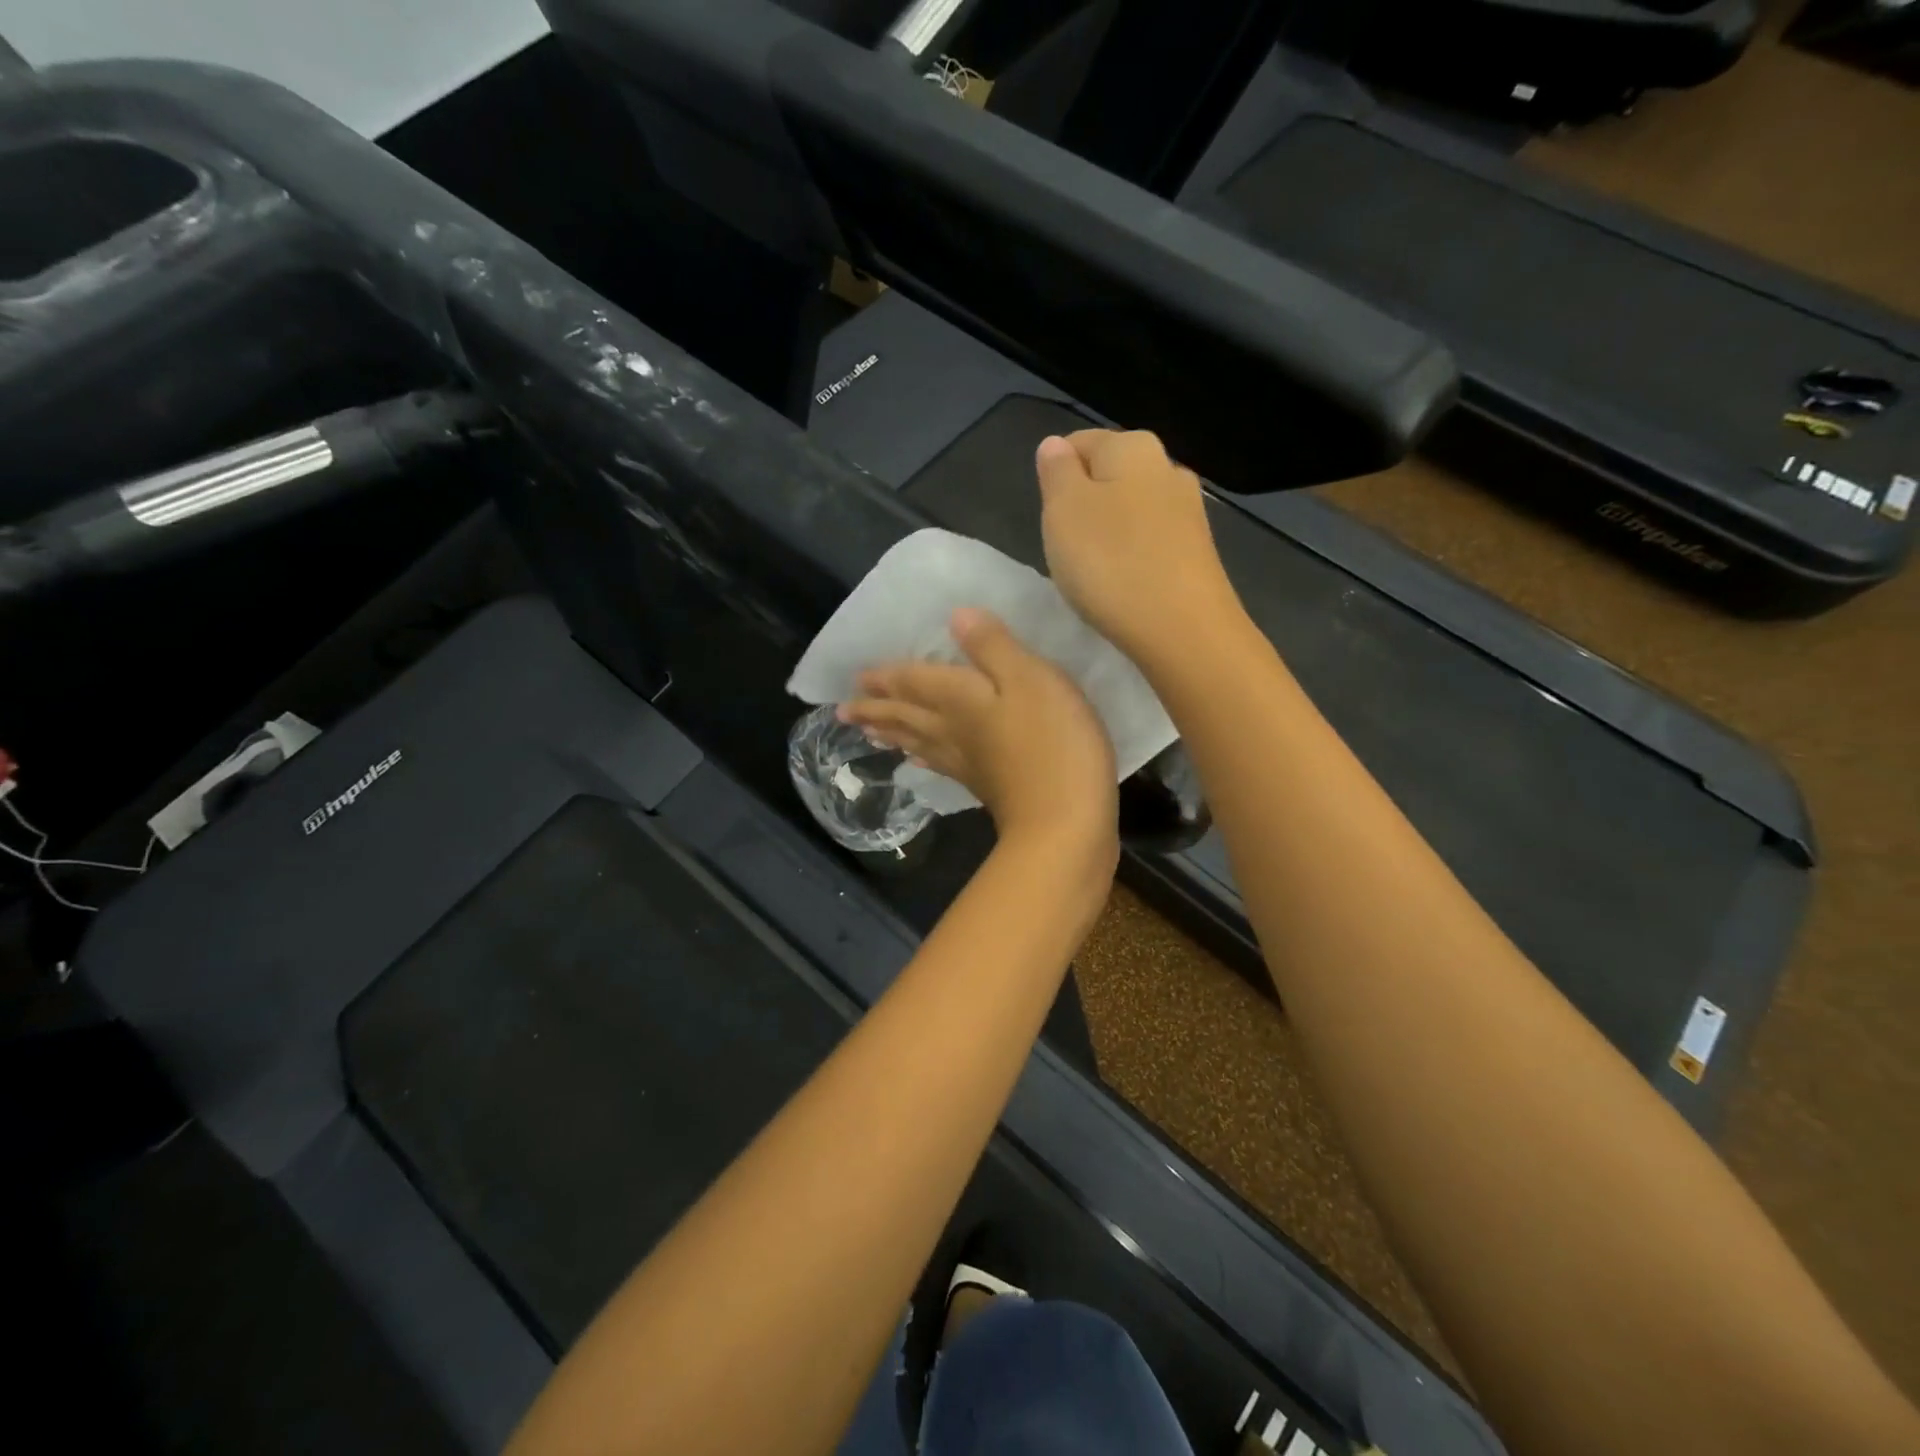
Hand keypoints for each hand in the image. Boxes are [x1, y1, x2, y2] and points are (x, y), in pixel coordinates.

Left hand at [839, 608, 1118, 860]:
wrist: (1064, 822)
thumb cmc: (1052, 742)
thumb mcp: (1030, 678)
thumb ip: (993, 646)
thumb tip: (955, 615)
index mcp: (958, 699)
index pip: (912, 683)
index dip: (886, 677)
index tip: (856, 679)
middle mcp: (952, 730)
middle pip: (906, 716)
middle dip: (875, 709)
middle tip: (844, 710)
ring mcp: (966, 762)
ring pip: (917, 741)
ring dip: (891, 733)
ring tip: (868, 731)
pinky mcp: (983, 786)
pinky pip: (940, 765)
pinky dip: (924, 758)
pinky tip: (918, 762)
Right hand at [1035, 430, 1241, 665]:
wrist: (1183, 630)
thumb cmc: (1111, 563)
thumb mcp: (1063, 511)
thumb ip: (1056, 472)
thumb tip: (1056, 445)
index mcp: (1133, 446)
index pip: (1079, 443)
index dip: (1055, 478)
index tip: (1049, 518)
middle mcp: (1168, 468)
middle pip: (1108, 477)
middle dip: (1083, 506)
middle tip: (1066, 547)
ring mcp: (1189, 511)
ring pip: (1130, 511)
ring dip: (1107, 534)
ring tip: (1094, 571)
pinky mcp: (1198, 552)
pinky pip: (1150, 543)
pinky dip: (1131, 558)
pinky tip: (1123, 586)